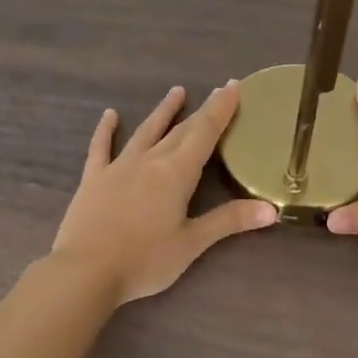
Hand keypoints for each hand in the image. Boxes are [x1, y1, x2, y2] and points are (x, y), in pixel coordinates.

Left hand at [51, 83, 277, 303]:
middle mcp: (150, 161)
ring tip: (176, 92)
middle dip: (202, 110)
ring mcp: (118, 167)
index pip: (205, 132)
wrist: (85, 272)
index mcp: (176, 173)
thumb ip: (230, 221)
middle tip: (217, 90)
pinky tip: (109, 115)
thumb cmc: (144, 260)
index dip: (221, 109)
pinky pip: (101, 147)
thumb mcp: (192, 243)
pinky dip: (106, 130)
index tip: (233, 86)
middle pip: (181, 130)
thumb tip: (272, 209)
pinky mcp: (93, 179)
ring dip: (163, 112)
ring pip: (146, 131)